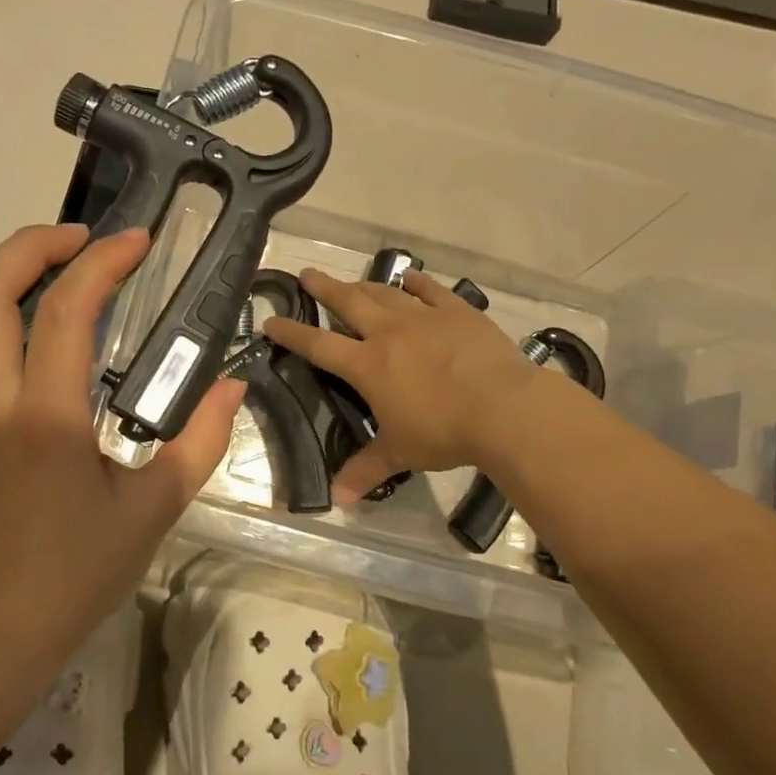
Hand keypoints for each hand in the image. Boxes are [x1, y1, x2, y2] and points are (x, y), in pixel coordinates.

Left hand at [0, 224, 244, 656]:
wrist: (7, 621)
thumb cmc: (85, 567)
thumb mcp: (158, 505)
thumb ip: (203, 439)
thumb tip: (232, 385)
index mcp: (48, 419)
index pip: (67, 311)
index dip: (103, 262)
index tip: (136, 241)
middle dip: (34, 244)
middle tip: (83, 239)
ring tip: (32, 262)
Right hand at [265, 269, 544, 503]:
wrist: (504, 408)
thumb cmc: (445, 431)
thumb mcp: (401, 453)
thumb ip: (366, 470)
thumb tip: (337, 501)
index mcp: (368, 365)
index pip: (319, 345)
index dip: (291, 334)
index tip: (271, 321)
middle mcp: (390, 333)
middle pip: (348, 302)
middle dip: (324, 288)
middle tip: (307, 274)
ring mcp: (425, 318)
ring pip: (385, 293)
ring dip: (364, 284)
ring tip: (351, 280)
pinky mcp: (458, 312)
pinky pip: (431, 291)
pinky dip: (416, 284)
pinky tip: (409, 279)